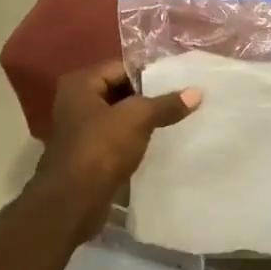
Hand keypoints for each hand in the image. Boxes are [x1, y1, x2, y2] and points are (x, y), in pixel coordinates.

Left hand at [33, 61, 200, 238]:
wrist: (73, 202)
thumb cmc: (101, 149)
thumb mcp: (137, 119)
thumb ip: (166, 104)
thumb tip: (197, 92)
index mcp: (81, 83)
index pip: (122, 67)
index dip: (151, 73)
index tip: (181, 80)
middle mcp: (77, 101)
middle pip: (121, 90)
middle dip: (150, 96)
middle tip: (183, 98)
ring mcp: (81, 128)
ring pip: (120, 115)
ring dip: (144, 119)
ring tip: (178, 118)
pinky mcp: (89, 152)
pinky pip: (118, 136)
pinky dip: (136, 137)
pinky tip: (160, 141)